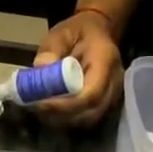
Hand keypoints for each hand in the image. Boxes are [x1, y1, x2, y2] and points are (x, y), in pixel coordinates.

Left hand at [32, 11, 122, 127]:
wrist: (98, 32)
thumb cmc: (79, 31)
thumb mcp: (61, 33)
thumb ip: (51, 49)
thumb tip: (40, 69)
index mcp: (106, 61)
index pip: (90, 94)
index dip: (65, 105)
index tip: (40, 103)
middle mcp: (115, 82)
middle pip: (91, 112)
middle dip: (61, 116)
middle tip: (36, 108)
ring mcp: (113, 95)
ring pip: (89, 119)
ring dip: (63, 120)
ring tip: (41, 109)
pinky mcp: (106, 103)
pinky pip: (87, 118)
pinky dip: (68, 119)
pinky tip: (51, 111)